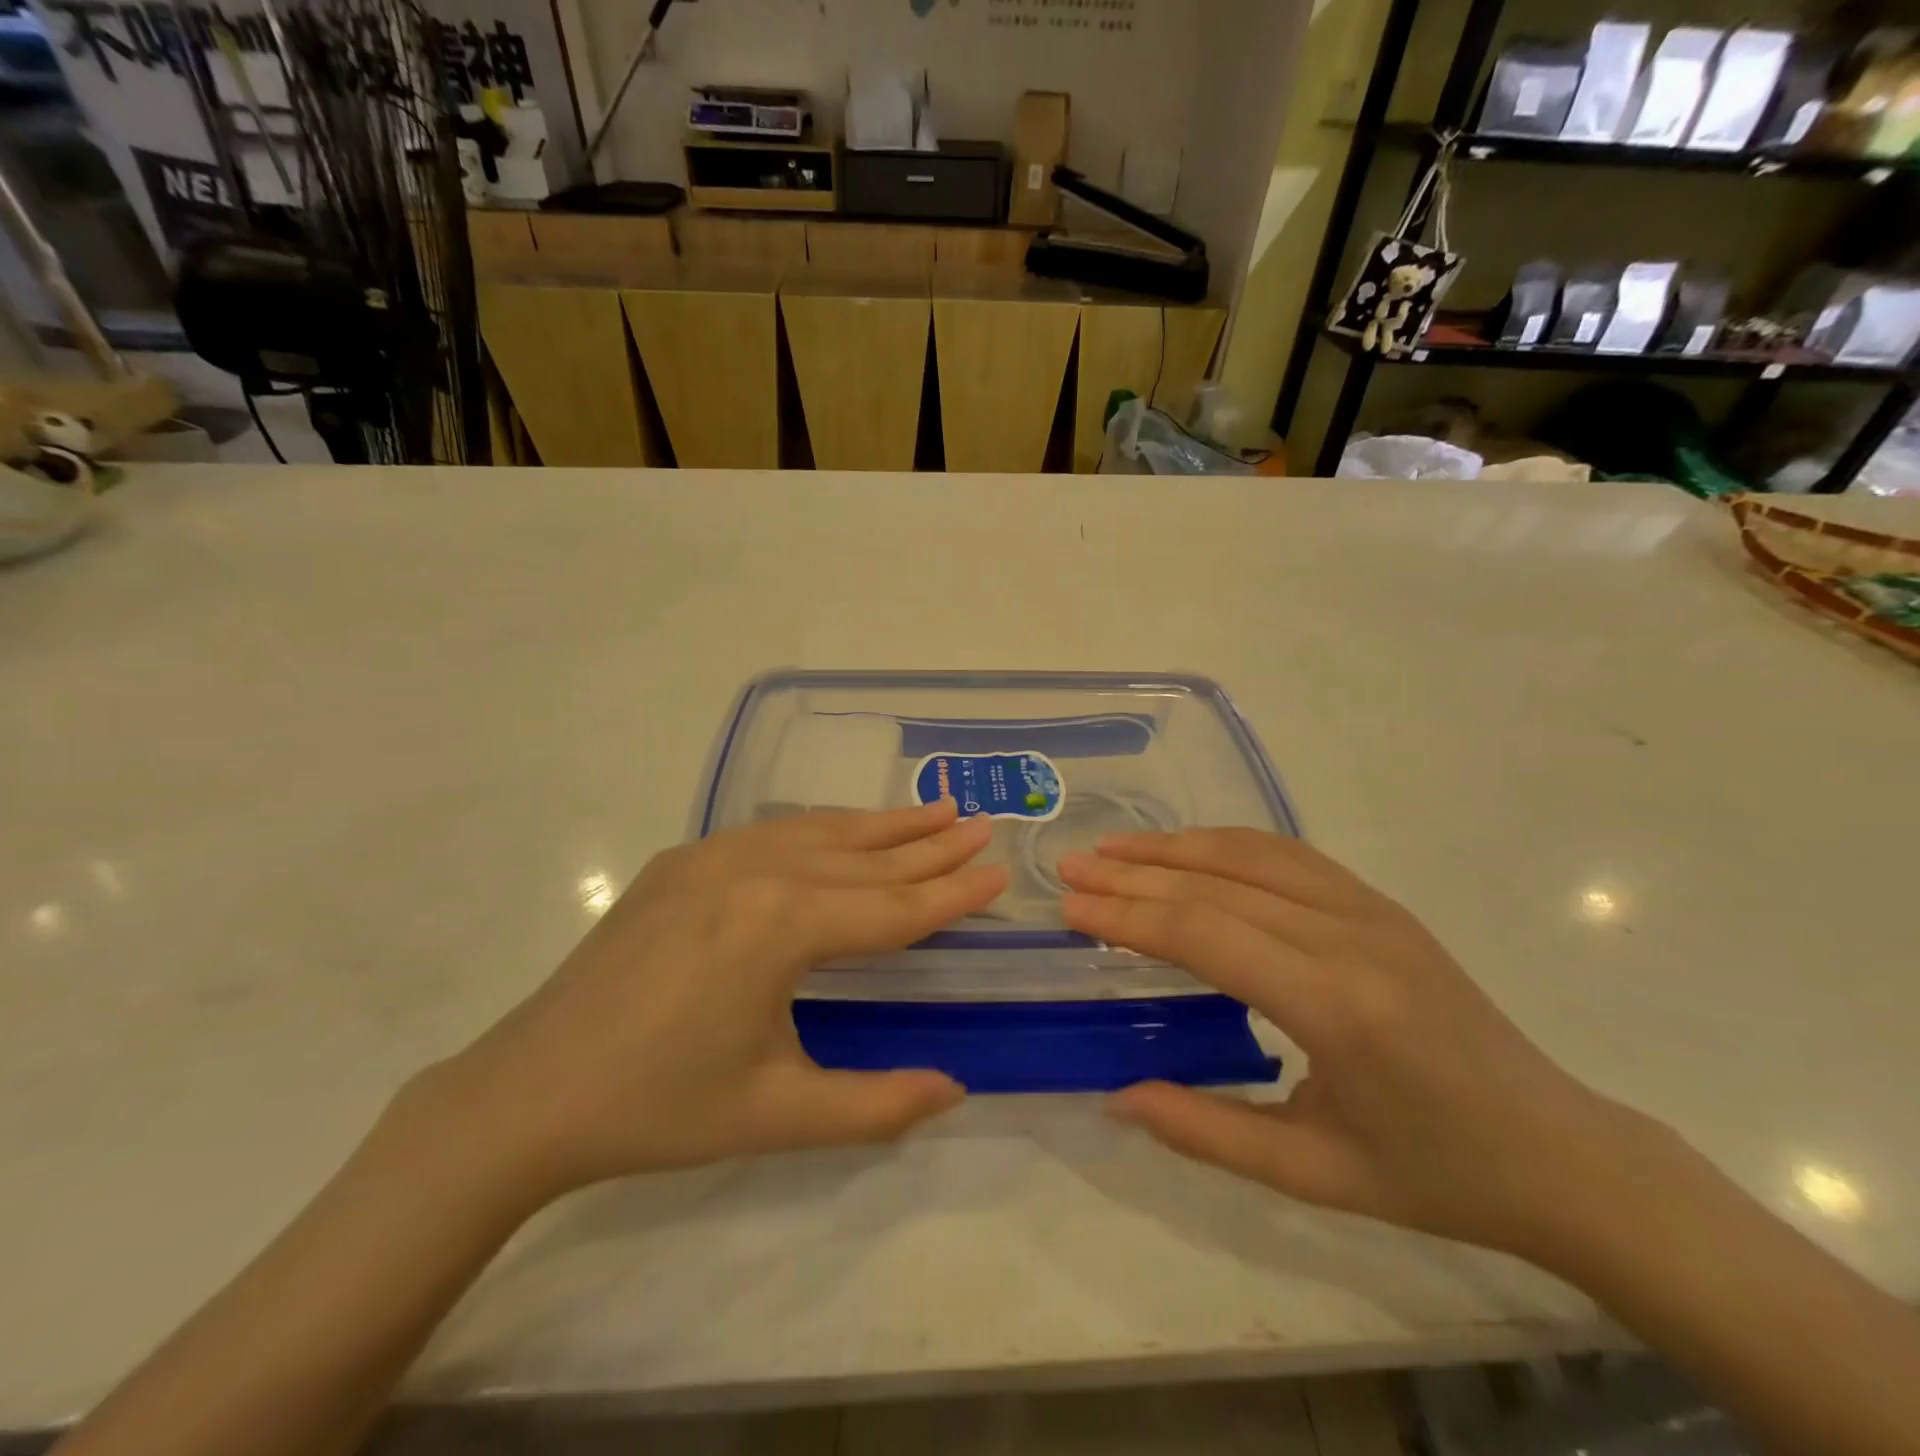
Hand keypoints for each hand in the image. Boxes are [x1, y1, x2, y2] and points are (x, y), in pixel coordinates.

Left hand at [416, 801, 1005, 1204]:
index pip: (891, 908)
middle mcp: (753, 872)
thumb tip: (955, 1088)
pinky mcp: (683, 860)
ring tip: (933, 808)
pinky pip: (773, 834)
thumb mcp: (777, 1116)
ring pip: (820, 832)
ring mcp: (712, 857)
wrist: (528, 1092)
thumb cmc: (660, 1108)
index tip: (999, 872)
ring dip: (881, 824)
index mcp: (781, 928)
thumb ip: (876, 1104)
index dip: (951, 894)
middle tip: (980, 822)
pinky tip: (844, 829)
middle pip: (863, 857)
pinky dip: (824, 830)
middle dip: (929, 844)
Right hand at [1058, 829, 1638, 1258]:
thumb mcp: (1312, 1174)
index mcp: (1336, 1007)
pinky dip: (1224, 843)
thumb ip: (1207, 1132)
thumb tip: (1117, 1098)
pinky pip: (1287, 855)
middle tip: (1071, 867)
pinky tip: (1187, 849)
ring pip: (1250, 855)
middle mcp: (1351, 938)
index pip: (1204, 936)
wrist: (1560, 1150)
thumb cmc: (1434, 1175)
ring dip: (1173, 846)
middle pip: (1216, 886)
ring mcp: (1371, 910)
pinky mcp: (1381, 903)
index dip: (1128, 917)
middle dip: (1133, 874)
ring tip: (1112, 848)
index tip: (1070, 908)